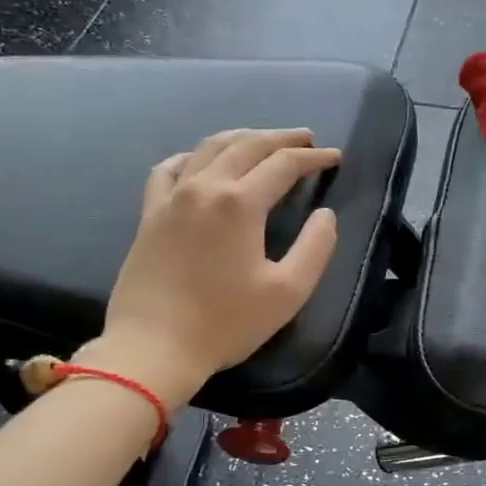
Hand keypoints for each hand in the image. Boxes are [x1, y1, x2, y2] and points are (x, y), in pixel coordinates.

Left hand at [76, 128, 340, 398]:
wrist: (154, 348)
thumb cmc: (226, 323)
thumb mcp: (288, 292)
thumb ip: (316, 248)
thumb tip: (325, 215)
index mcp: (240, 203)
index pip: (283, 165)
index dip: (313, 158)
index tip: (335, 157)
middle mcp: (204, 187)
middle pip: (246, 145)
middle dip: (280, 138)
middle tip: (306, 138)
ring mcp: (171, 198)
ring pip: (209, 149)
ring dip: (241, 138)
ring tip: (262, 141)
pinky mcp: (150, 215)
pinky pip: (170, 169)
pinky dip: (194, 157)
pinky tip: (201, 162)